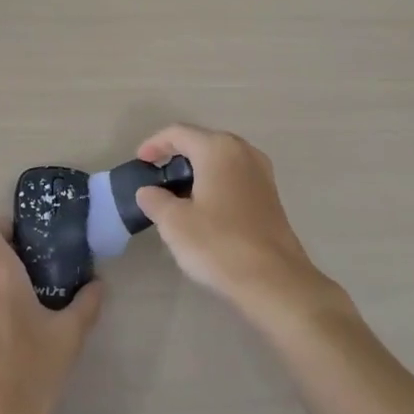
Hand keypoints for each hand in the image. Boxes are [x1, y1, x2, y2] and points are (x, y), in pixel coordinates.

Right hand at [133, 123, 345, 330]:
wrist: (273, 280)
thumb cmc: (218, 243)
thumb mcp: (174, 222)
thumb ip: (155, 200)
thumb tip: (148, 191)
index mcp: (218, 149)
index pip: (178, 133)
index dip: (155, 144)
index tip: (140, 162)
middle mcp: (243, 152)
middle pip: (202, 142)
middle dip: (177, 155)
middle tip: (157, 175)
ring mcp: (262, 173)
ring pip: (221, 160)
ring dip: (197, 170)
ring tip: (177, 193)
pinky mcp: (271, 196)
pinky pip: (235, 177)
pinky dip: (215, 183)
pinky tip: (204, 208)